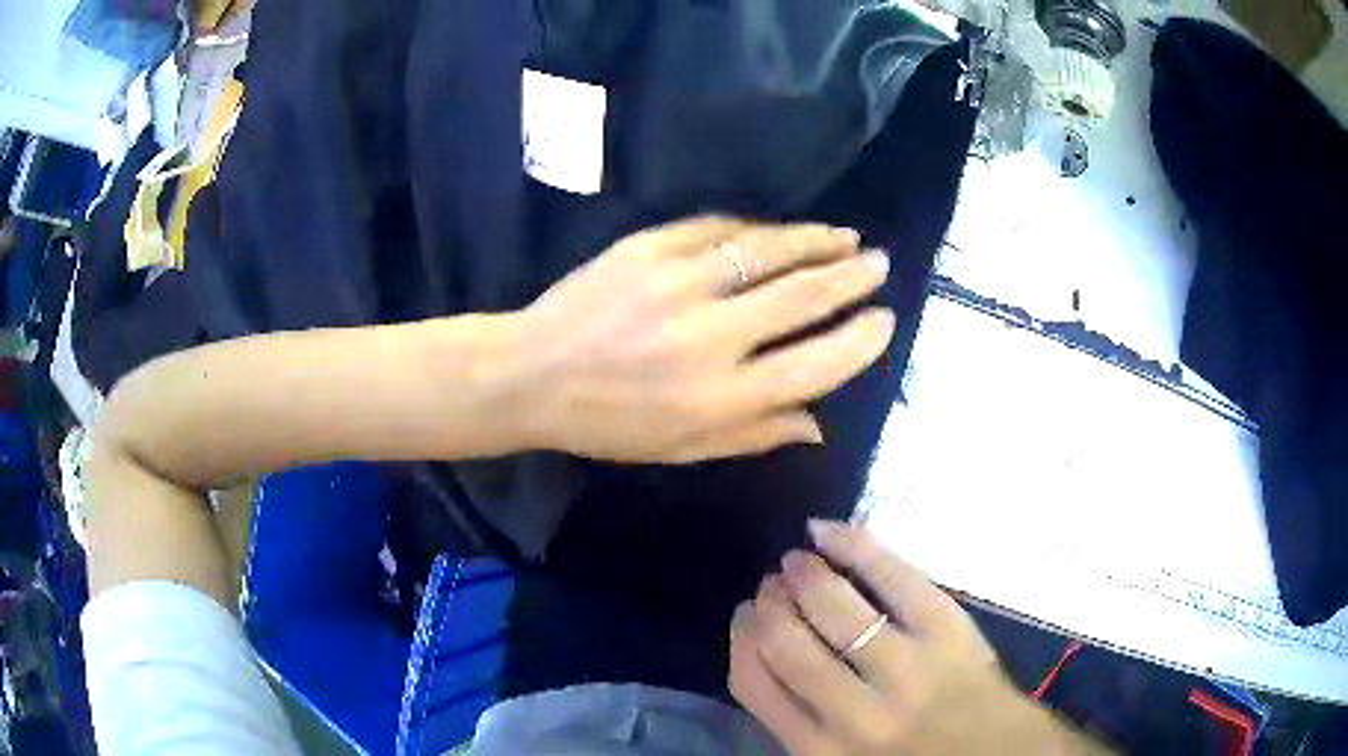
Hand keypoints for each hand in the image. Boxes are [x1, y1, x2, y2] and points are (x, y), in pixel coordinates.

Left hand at [516, 216, 894, 462]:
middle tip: (880, 263)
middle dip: (852, 277)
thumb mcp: (684, 448)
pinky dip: (756, 229)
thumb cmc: (608, 423)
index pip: (818, 364)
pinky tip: (777, 232)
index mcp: (722, 397)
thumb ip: (756, 434)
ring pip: (769, 251)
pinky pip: (718, 228)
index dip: (860, 341)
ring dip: (816, 241)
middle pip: (804, 296)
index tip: (885, 321)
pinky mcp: (650, 247)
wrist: (531, 373)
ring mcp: (679, 283)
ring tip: (846, 237)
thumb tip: (821, 423)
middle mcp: (711, 337)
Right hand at [731, 522, 1112, 755]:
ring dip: (804, 574)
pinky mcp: (947, 630)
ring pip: (833, 607)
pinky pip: (893, 576)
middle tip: (771, 583)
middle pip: (786, 642)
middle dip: (769, 603)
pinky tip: (829, 533)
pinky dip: (855, 545)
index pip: (753, 683)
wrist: (995, 754)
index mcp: (820, 751)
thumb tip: (762, 647)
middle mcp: (855, 714)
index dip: (741, 637)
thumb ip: (798, 719)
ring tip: (797, 560)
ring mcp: (906, 668)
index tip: (745, 614)